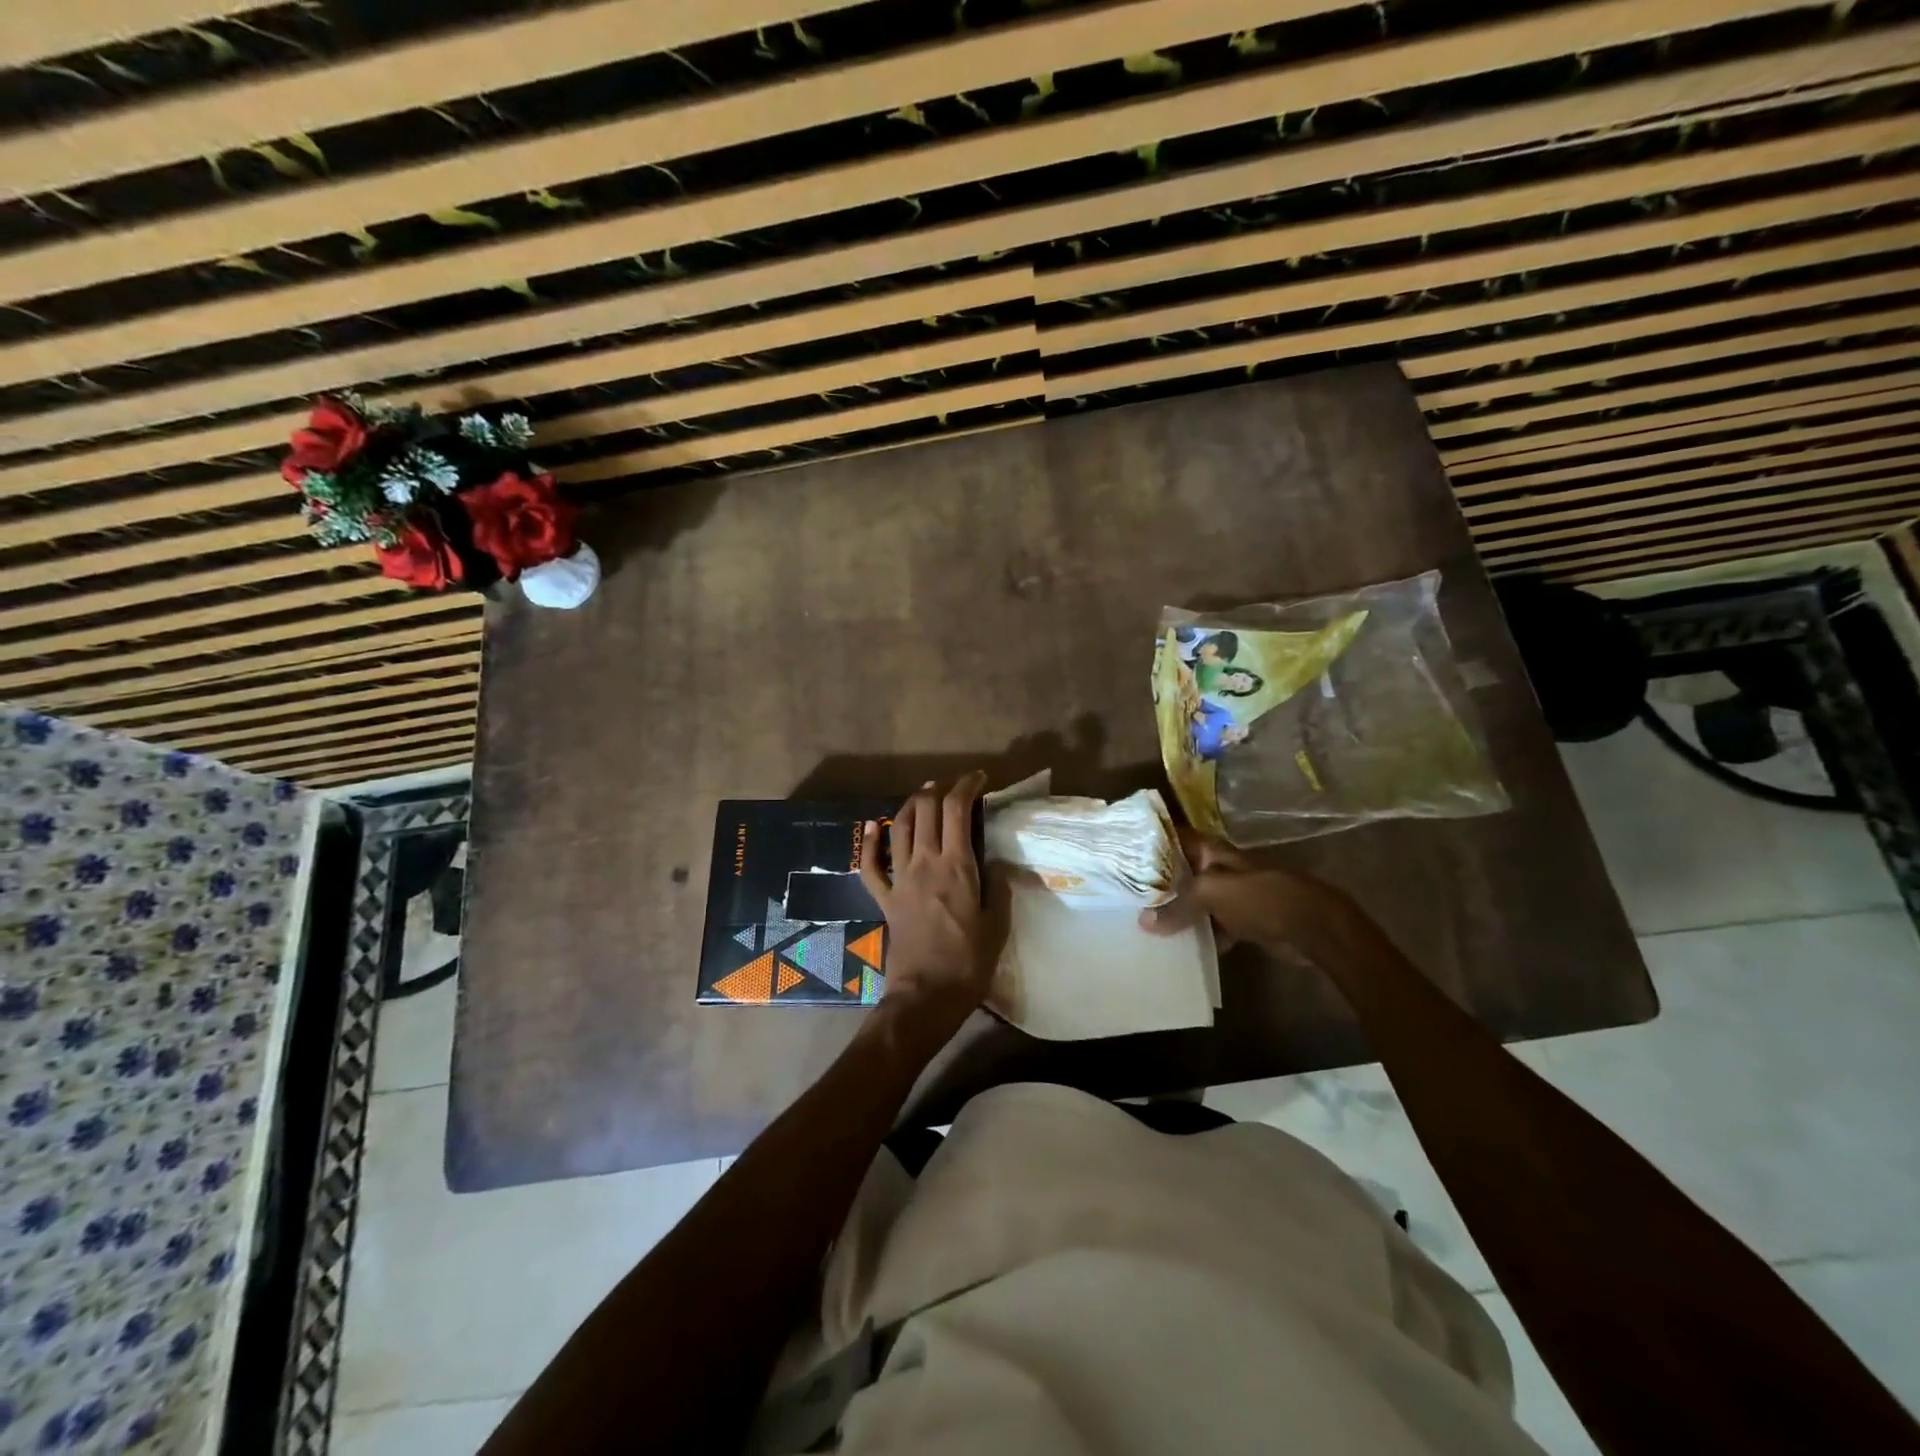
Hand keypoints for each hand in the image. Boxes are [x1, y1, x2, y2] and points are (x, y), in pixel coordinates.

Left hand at [859, 773, 1006, 1041]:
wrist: (926, 995)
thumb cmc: (969, 963)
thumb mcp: (997, 925)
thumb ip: (1000, 888)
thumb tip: (1001, 863)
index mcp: (957, 866)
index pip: (958, 811)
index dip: (967, 786)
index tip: (979, 779)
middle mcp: (925, 863)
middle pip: (926, 811)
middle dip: (938, 790)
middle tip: (950, 788)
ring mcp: (900, 879)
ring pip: (898, 829)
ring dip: (909, 807)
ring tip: (921, 797)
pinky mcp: (885, 899)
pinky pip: (871, 866)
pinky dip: (869, 843)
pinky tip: (872, 827)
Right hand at [1140, 827, 1359, 959]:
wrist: (1313, 927)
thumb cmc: (1261, 897)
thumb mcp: (1212, 894)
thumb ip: (1177, 906)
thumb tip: (1143, 922)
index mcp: (1211, 851)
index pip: (1172, 838)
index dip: (1148, 842)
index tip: (1119, 853)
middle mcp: (1217, 868)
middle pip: (1180, 873)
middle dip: (1156, 884)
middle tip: (1122, 895)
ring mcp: (1231, 895)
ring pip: (1193, 901)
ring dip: (1174, 912)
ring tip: (1140, 923)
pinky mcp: (1241, 921)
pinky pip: (1210, 926)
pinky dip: (1197, 935)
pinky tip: (1175, 948)